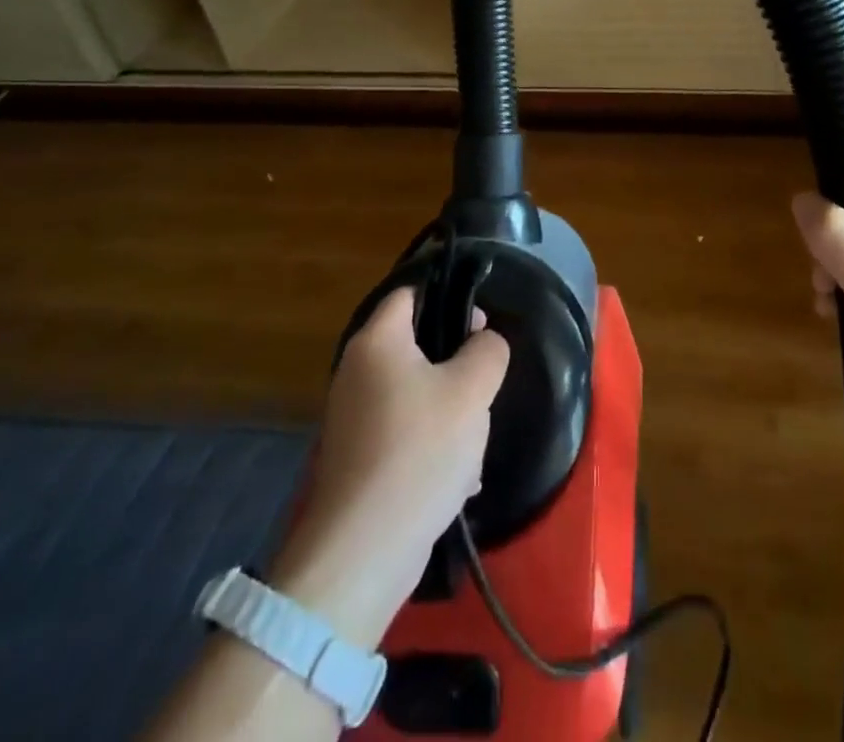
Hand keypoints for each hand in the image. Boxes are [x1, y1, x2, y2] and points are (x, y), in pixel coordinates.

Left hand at [268, 286, 509, 647]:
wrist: (364, 551)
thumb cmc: (419, 450)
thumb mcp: (472, 389)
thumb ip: (488, 350)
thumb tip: (483, 341)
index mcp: (377, 342)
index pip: (411, 293)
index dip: (449, 298)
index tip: (481, 325)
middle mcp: (357, 372)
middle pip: (417, 346)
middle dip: (457, 365)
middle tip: (484, 385)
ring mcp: (355, 419)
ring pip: (418, 394)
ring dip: (451, 413)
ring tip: (473, 444)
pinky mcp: (360, 459)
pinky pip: (406, 434)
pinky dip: (433, 447)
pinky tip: (458, 480)